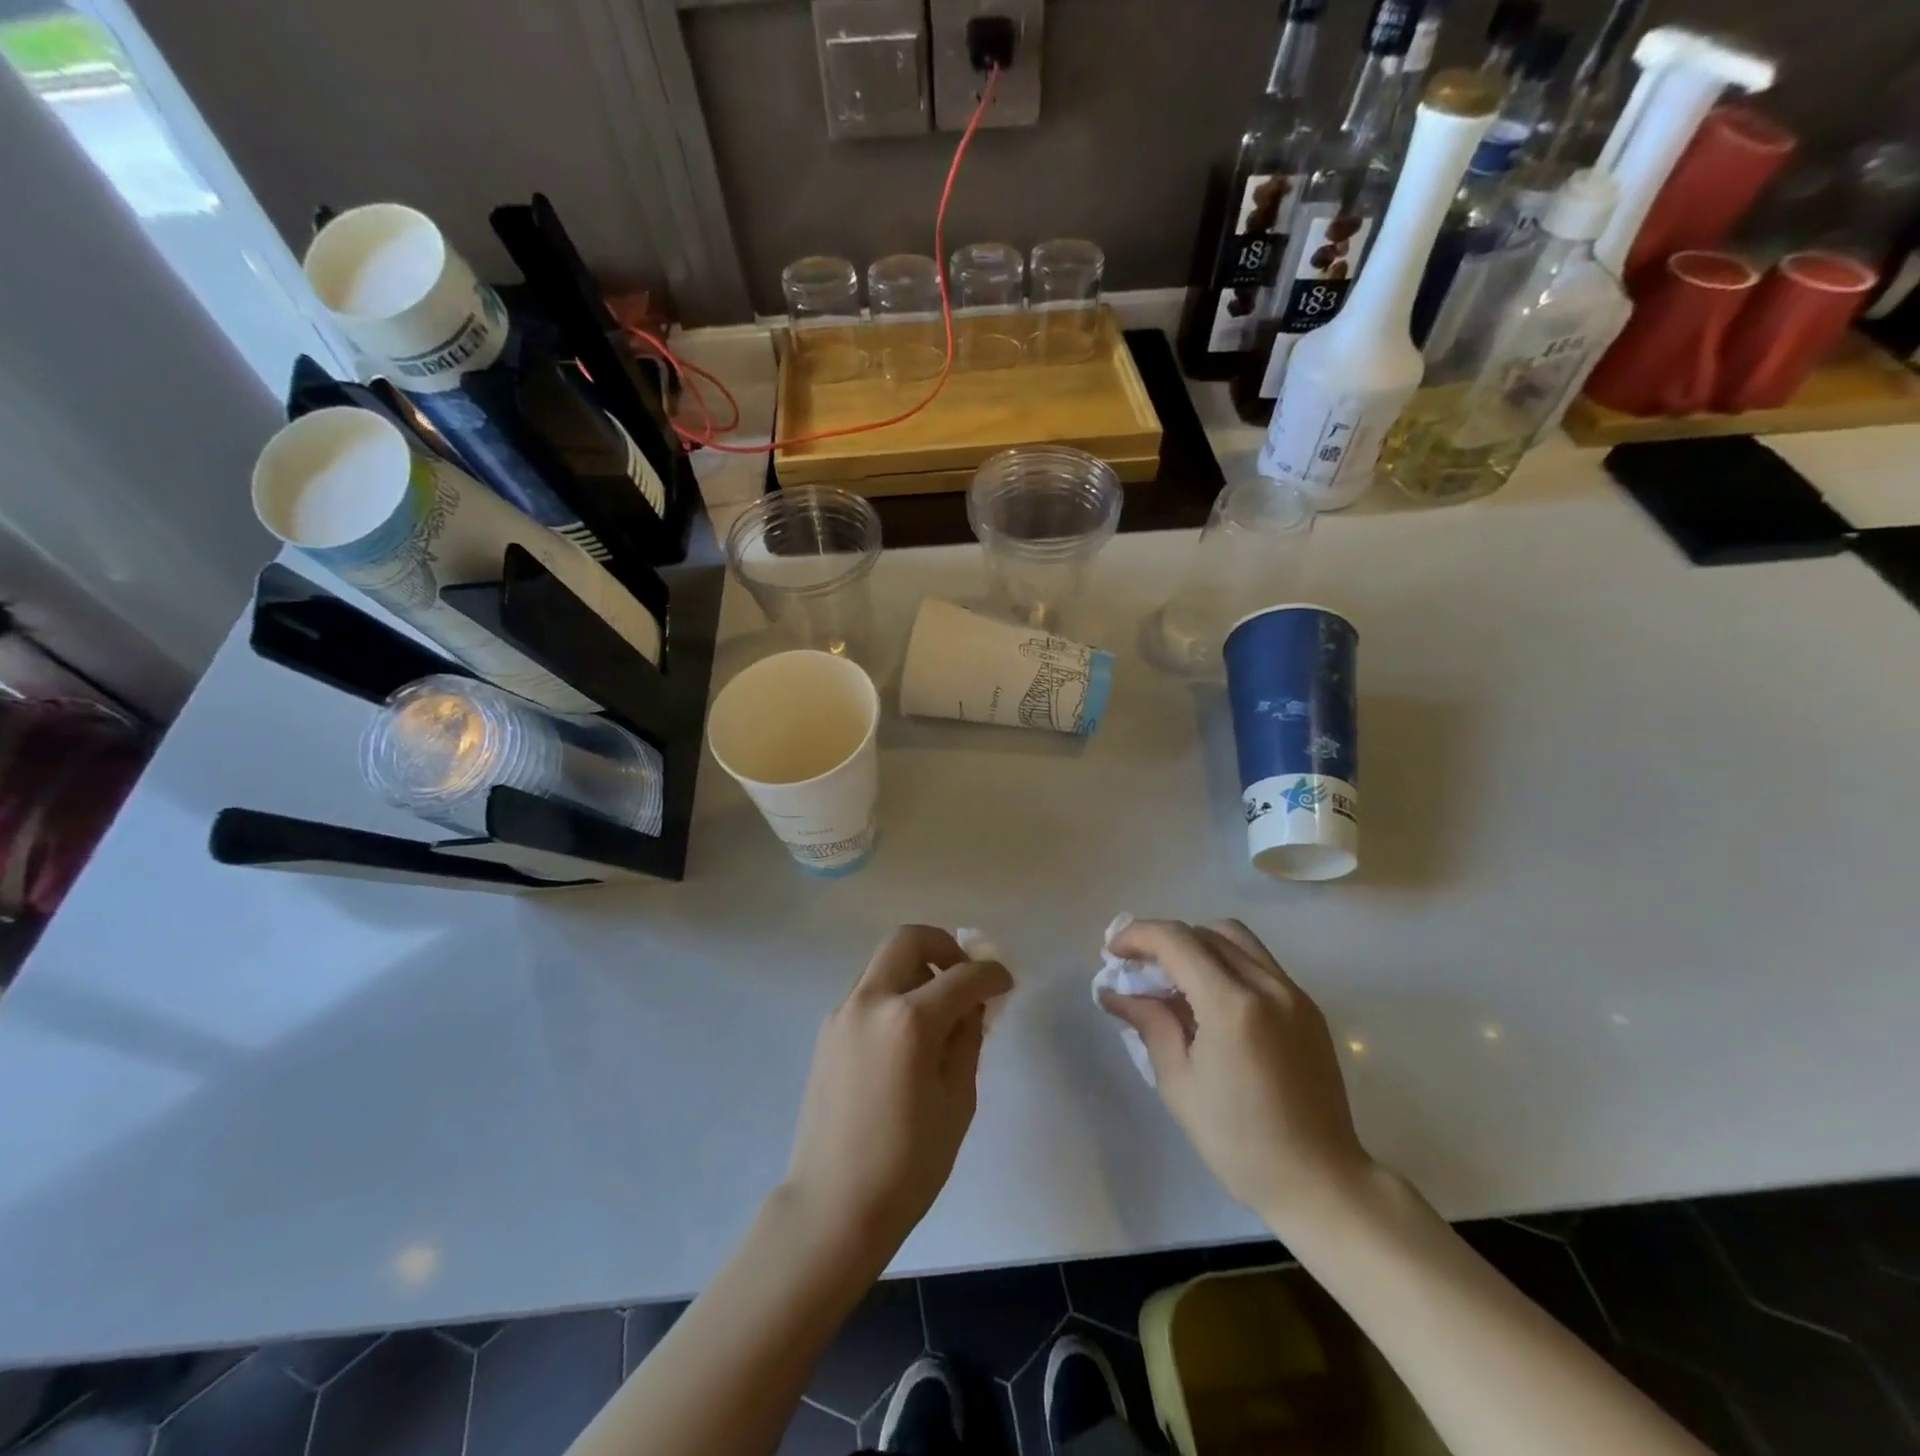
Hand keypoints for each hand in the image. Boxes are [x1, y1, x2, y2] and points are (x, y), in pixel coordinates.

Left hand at [784, 926, 1012, 1259]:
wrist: (833, 1206)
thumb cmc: (907, 1165)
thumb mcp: (957, 1102)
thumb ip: (966, 1040)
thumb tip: (972, 1007)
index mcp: (909, 1021)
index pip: (962, 977)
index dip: (991, 974)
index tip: (1006, 983)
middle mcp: (870, 1001)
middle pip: (909, 939)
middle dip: (944, 946)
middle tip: (965, 976)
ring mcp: (842, 1013)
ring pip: (883, 962)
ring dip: (916, 968)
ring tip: (938, 1009)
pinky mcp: (827, 1031)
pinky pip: (867, 992)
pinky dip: (893, 993)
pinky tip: (907, 1036)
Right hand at [1099, 919, 1371, 1234]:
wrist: (1321, 1182)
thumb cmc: (1239, 1142)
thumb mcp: (1179, 1083)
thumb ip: (1149, 1023)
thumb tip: (1114, 992)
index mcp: (1232, 1006)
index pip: (1176, 941)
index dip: (1137, 935)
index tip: (1112, 951)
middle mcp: (1267, 986)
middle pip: (1205, 932)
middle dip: (1163, 939)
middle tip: (1137, 965)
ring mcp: (1294, 993)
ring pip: (1235, 938)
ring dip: (1197, 943)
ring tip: (1173, 974)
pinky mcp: (1308, 1007)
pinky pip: (1259, 962)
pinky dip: (1225, 961)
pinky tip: (1209, 996)